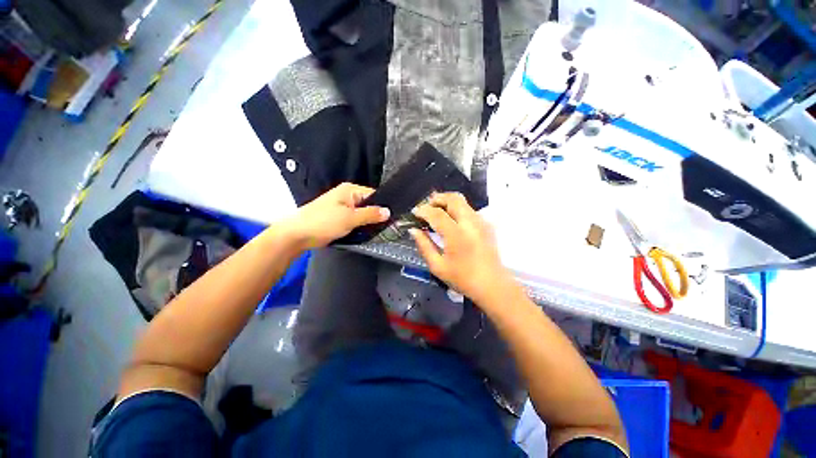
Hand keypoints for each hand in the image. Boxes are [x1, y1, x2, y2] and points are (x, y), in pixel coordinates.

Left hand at [284, 183, 389, 248]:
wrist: (297, 235)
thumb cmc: (323, 222)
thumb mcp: (350, 218)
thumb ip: (370, 214)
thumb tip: (388, 212)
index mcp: (350, 190)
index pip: (374, 195)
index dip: (383, 206)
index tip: (393, 218)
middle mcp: (347, 196)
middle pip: (368, 205)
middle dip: (376, 216)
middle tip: (386, 227)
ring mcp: (342, 208)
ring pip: (362, 214)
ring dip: (367, 222)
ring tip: (378, 231)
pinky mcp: (339, 218)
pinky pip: (355, 221)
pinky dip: (360, 226)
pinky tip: (366, 233)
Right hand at [410, 193, 514, 305]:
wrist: (492, 285)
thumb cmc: (462, 278)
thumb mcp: (437, 266)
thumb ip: (424, 245)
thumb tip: (413, 230)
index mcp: (456, 235)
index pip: (437, 214)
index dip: (423, 210)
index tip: (414, 213)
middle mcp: (470, 223)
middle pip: (453, 198)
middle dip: (437, 198)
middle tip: (427, 207)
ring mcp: (481, 222)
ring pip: (462, 201)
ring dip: (447, 202)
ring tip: (437, 211)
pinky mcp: (486, 225)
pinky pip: (469, 209)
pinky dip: (457, 208)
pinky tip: (451, 220)